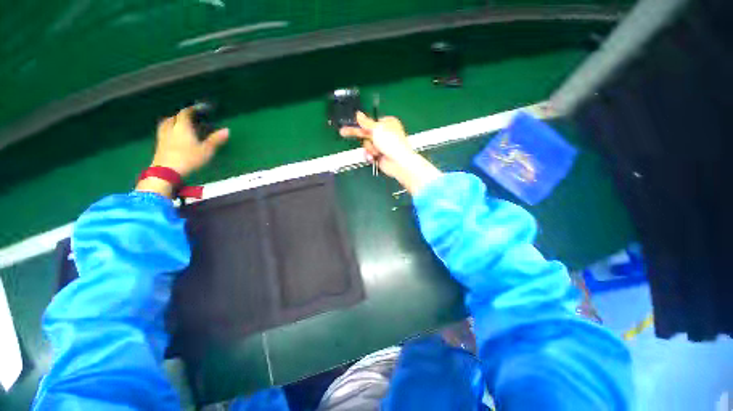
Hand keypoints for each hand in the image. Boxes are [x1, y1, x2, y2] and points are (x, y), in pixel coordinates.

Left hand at [151, 107, 228, 177]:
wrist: (167, 171)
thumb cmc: (188, 159)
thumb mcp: (206, 150)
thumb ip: (215, 140)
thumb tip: (227, 130)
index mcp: (182, 126)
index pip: (185, 113)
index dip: (192, 109)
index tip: (198, 109)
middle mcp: (170, 127)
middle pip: (174, 117)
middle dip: (182, 115)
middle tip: (190, 118)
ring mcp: (163, 136)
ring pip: (166, 123)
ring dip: (173, 121)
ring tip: (179, 124)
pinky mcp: (159, 144)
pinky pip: (163, 131)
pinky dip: (168, 129)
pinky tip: (173, 135)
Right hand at [340, 112, 440, 193]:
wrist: (398, 162)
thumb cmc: (392, 143)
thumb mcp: (377, 128)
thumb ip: (366, 122)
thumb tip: (358, 114)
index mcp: (387, 123)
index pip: (370, 122)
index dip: (362, 124)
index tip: (352, 123)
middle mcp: (384, 134)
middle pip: (366, 133)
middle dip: (358, 135)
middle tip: (343, 132)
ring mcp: (381, 146)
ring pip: (366, 145)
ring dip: (369, 148)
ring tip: (377, 151)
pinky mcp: (379, 156)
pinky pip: (369, 154)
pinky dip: (371, 156)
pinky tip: (375, 157)